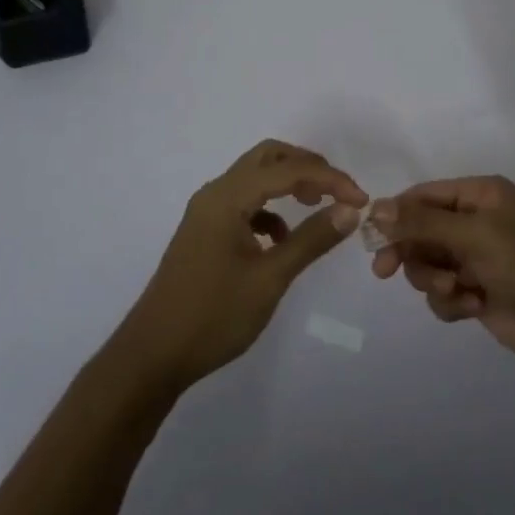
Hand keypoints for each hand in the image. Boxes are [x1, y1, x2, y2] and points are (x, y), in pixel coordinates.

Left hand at [120, 140, 367, 390]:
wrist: (153, 356)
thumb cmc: (213, 315)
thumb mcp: (270, 278)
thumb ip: (311, 240)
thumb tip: (350, 210)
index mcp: (227, 197)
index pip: (287, 170)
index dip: (329, 179)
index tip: (361, 200)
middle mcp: (214, 194)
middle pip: (268, 158)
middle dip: (308, 167)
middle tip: (339, 190)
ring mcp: (206, 213)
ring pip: (255, 178)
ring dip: (289, 184)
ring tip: (319, 207)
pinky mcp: (205, 232)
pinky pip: (245, 204)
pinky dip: (270, 210)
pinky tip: (283, 239)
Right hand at [368, 176, 514, 363]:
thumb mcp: (473, 234)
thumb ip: (422, 221)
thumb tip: (376, 207)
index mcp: (478, 196)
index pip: (422, 196)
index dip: (395, 215)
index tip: (372, 238)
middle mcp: (474, 222)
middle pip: (419, 232)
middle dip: (410, 253)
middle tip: (386, 272)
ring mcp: (475, 259)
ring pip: (427, 265)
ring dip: (434, 280)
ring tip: (457, 290)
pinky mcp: (476, 292)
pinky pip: (443, 294)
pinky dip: (451, 301)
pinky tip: (473, 306)